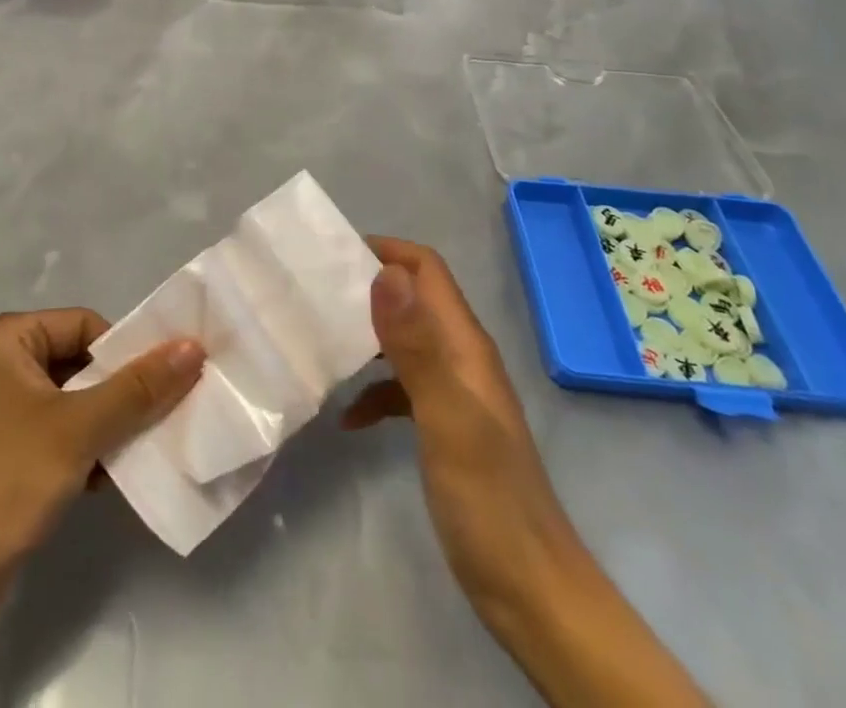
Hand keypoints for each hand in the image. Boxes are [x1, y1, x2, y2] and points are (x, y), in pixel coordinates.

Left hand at [0, 308, 205, 570]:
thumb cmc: (5, 481)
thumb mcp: (79, 428)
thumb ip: (138, 387)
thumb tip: (192, 346)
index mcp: (4, 338)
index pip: (84, 325)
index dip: (124, 353)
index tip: (161, 385)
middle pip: (77, 361)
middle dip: (118, 392)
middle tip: (161, 416)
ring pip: (69, 400)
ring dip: (105, 424)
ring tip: (138, 449)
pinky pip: (53, 432)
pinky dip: (82, 448)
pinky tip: (106, 478)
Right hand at [342, 238, 568, 608]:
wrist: (532, 594)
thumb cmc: (488, 500)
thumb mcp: (447, 418)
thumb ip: (416, 346)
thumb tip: (385, 273)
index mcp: (465, 345)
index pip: (426, 270)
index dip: (386, 251)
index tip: (332, 254)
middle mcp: (460, 358)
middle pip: (412, 299)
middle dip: (366, 288)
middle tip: (312, 294)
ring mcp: (453, 394)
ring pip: (403, 342)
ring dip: (365, 336)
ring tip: (318, 341)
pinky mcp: (444, 428)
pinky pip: (401, 389)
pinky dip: (373, 392)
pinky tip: (347, 418)